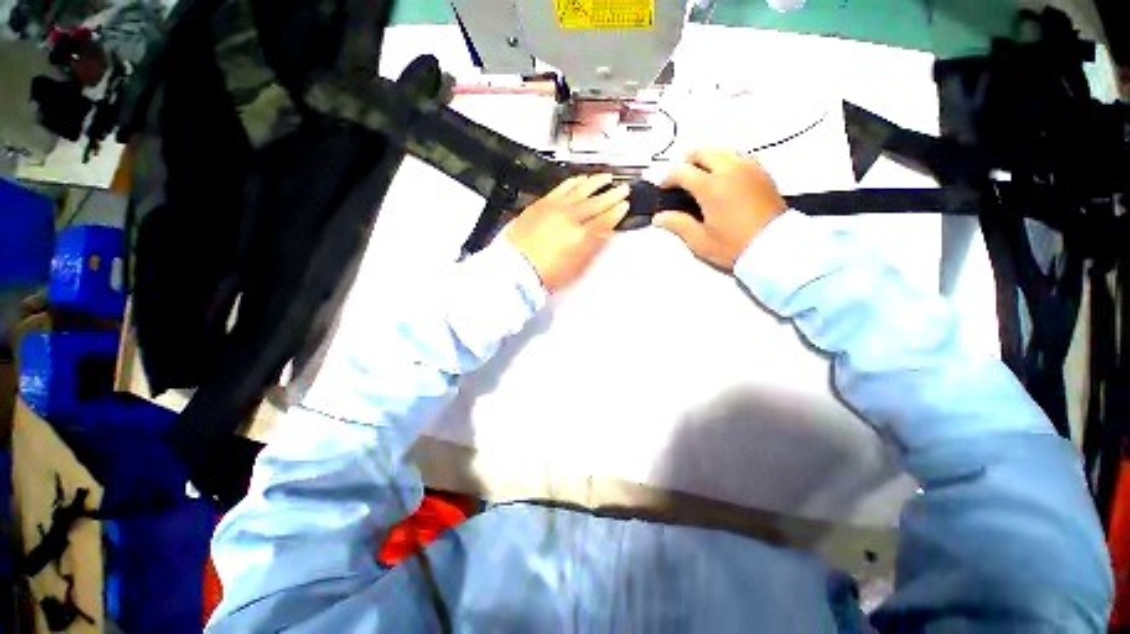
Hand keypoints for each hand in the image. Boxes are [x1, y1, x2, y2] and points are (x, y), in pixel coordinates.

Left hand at [506, 174, 629, 292]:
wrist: (516, 267)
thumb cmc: (545, 272)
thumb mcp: (576, 267)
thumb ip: (592, 247)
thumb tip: (604, 234)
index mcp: (582, 235)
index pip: (605, 219)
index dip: (617, 212)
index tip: (624, 206)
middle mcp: (571, 217)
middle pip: (596, 202)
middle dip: (612, 195)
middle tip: (623, 189)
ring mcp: (556, 207)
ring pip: (581, 190)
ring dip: (596, 183)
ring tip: (607, 177)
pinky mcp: (542, 204)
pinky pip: (562, 187)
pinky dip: (573, 182)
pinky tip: (580, 179)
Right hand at [653, 148, 786, 271]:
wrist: (775, 248)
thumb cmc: (734, 246)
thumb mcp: (700, 240)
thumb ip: (678, 225)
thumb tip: (659, 218)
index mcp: (711, 187)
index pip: (683, 172)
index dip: (668, 177)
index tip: (663, 186)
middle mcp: (730, 170)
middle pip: (704, 151)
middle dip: (687, 159)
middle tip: (680, 175)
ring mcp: (749, 169)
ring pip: (724, 151)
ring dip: (708, 158)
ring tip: (701, 175)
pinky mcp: (763, 174)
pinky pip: (741, 158)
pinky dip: (728, 162)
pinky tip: (725, 177)